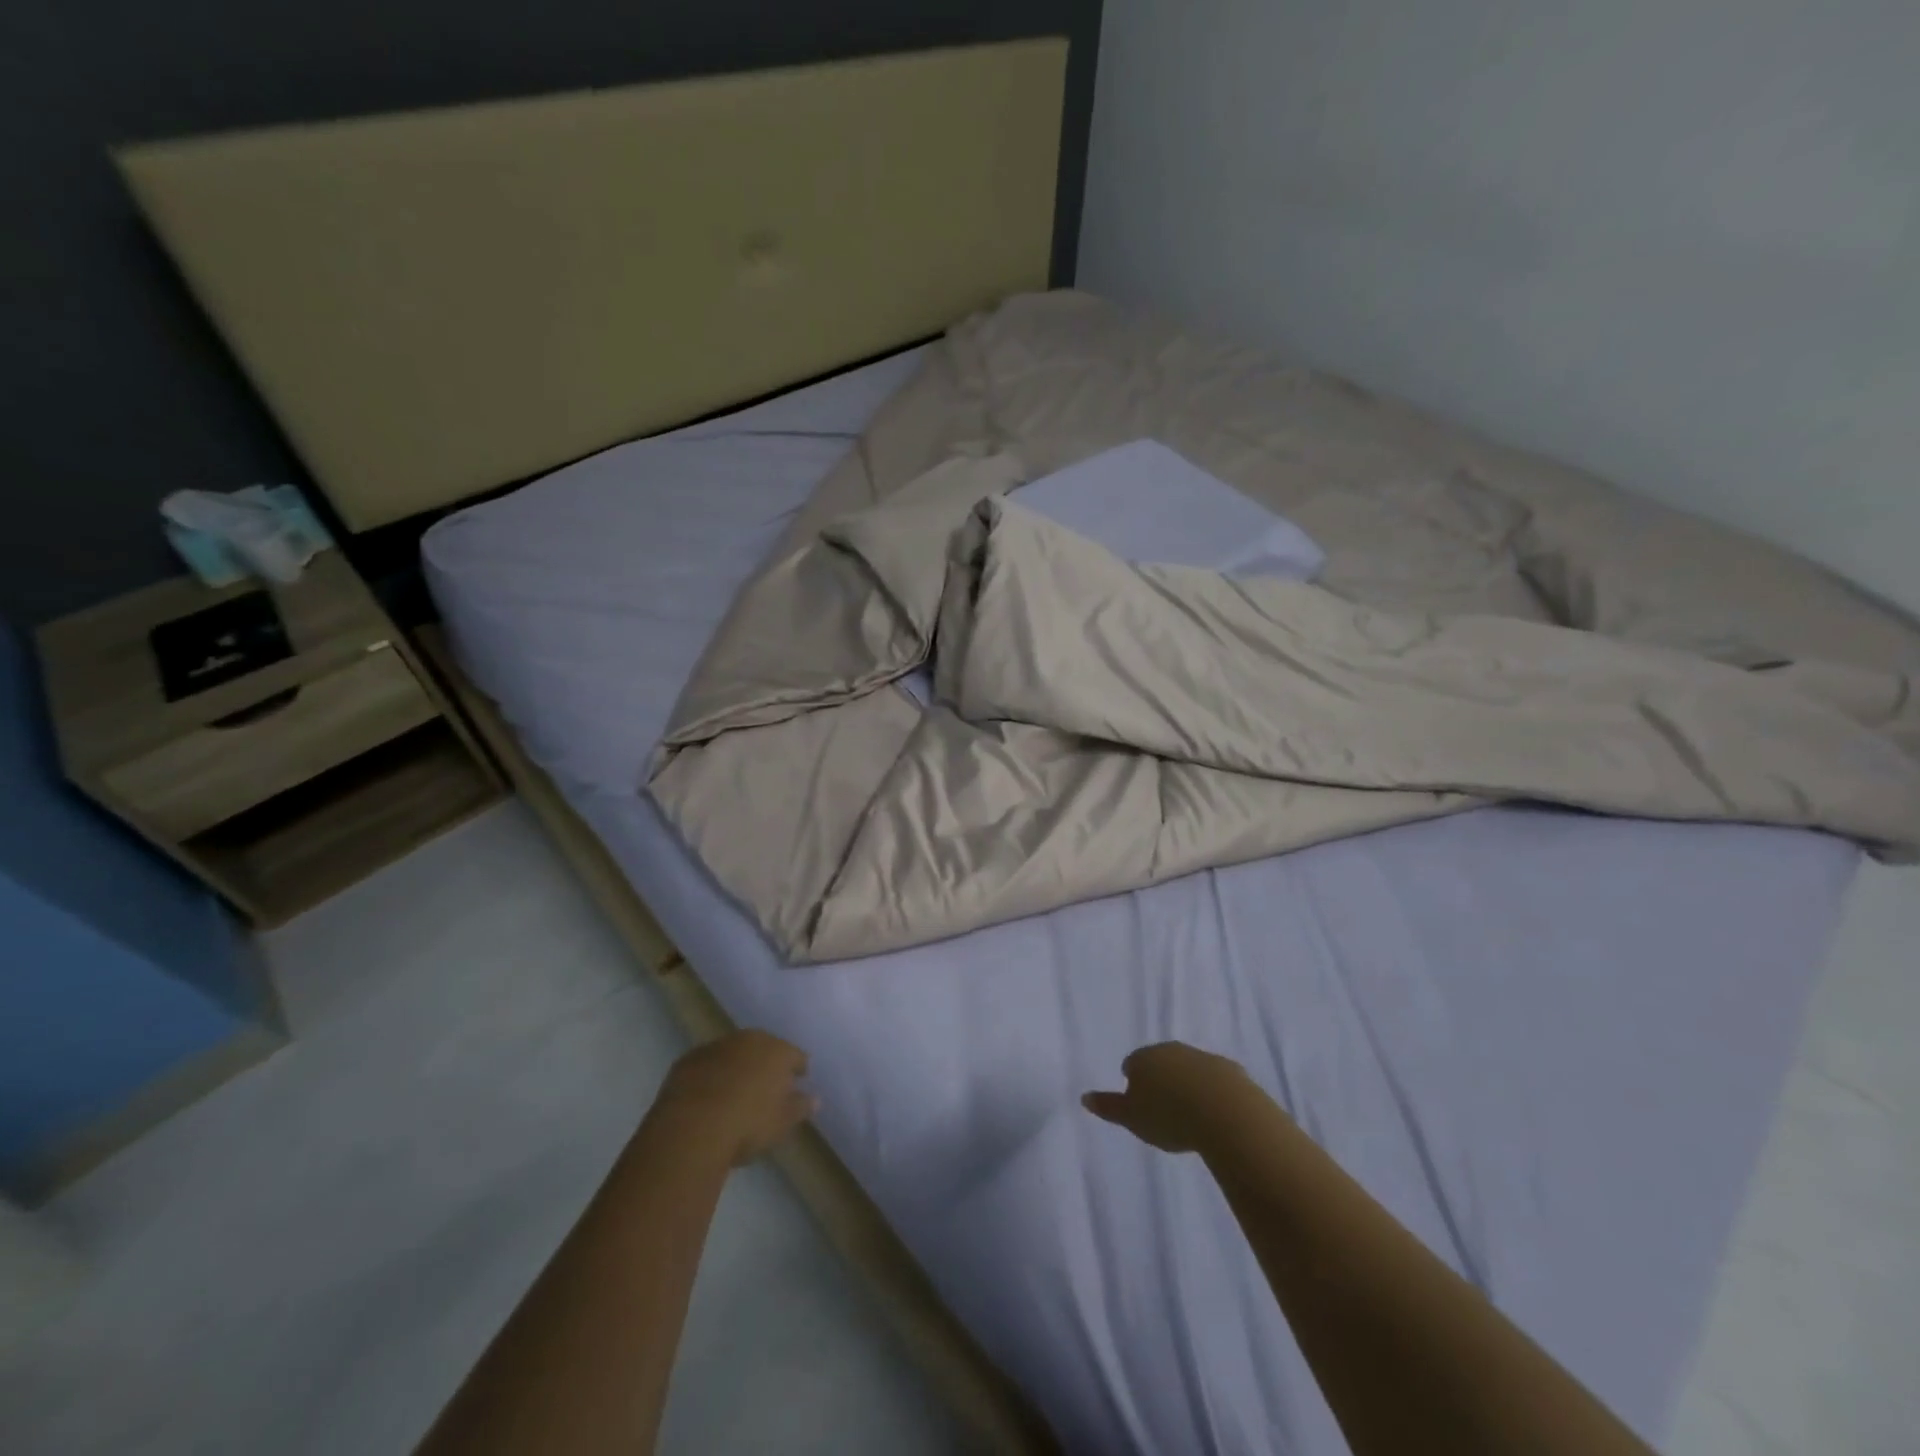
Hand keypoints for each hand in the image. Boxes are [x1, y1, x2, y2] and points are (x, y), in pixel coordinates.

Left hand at [651, 1030, 816, 1165]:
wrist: (691, 1128)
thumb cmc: (747, 1124)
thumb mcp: (782, 1123)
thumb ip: (800, 1107)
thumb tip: (814, 1099)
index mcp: (777, 1051)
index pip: (796, 1055)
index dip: (799, 1068)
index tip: (799, 1078)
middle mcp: (749, 1040)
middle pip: (764, 1048)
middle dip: (767, 1062)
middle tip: (767, 1084)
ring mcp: (716, 1047)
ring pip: (734, 1053)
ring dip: (738, 1066)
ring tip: (736, 1089)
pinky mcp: (688, 1060)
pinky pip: (708, 1064)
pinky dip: (711, 1074)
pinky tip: (708, 1094)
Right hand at [1082, 1042, 1260, 1152]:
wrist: (1226, 1112)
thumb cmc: (1169, 1116)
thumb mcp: (1132, 1118)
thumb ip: (1108, 1107)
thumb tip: (1084, 1097)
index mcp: (1144, 1058)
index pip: (1131, 1064)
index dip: (1133, 1081)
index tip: (1139, 1102)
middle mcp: (1171, 1050)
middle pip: (1160, 1061)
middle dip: (1160, 1079)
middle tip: (1163, 1108)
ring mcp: (1202, 1057)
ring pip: (1188, 1068)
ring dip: (1187, 1083)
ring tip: (1190, 1113)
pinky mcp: (1230, 1070)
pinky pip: (1216, 1079)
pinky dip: (1213, 1091)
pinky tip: (1216, 1112)